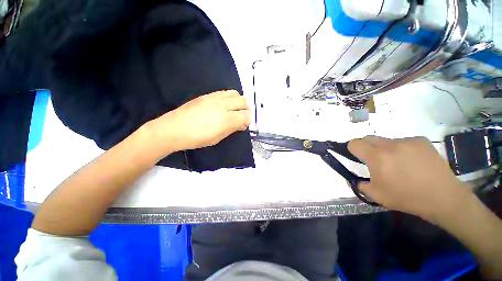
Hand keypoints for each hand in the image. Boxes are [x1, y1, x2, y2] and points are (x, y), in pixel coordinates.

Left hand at [150, 90, 250, 152]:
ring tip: (235, 109)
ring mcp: (216, 97)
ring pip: (236, 93)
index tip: (245, 124)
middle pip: (244, 101)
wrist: (174, 129)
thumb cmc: (198, 138)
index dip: (248, 120)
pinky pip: (225, 92)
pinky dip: (230, 97)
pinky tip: (225, 105)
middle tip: (242, 117)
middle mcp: (224, 105)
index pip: (246, 115)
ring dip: (239, 101)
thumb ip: (233, 129)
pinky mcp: (208, 95)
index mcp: (227, 119)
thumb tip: (243, 124)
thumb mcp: (218, 138)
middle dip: (247, 109)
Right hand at [348, 136, 472, 221]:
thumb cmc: (406, 198)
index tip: (357, 156)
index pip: (354, 143)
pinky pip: (403, 141)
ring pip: (386, 141)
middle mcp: (390, 145)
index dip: (352, 149)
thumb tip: (350, 179)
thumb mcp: (376, 196)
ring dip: (385, 149)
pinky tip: (412, 161)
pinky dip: (402, 149)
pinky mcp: (421, 141)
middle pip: (368, 138)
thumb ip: (358, 185)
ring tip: (398, 163)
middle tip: (375, 160)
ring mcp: (407, 141)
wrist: (443, 198)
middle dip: (366, 147)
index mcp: (377, 157)